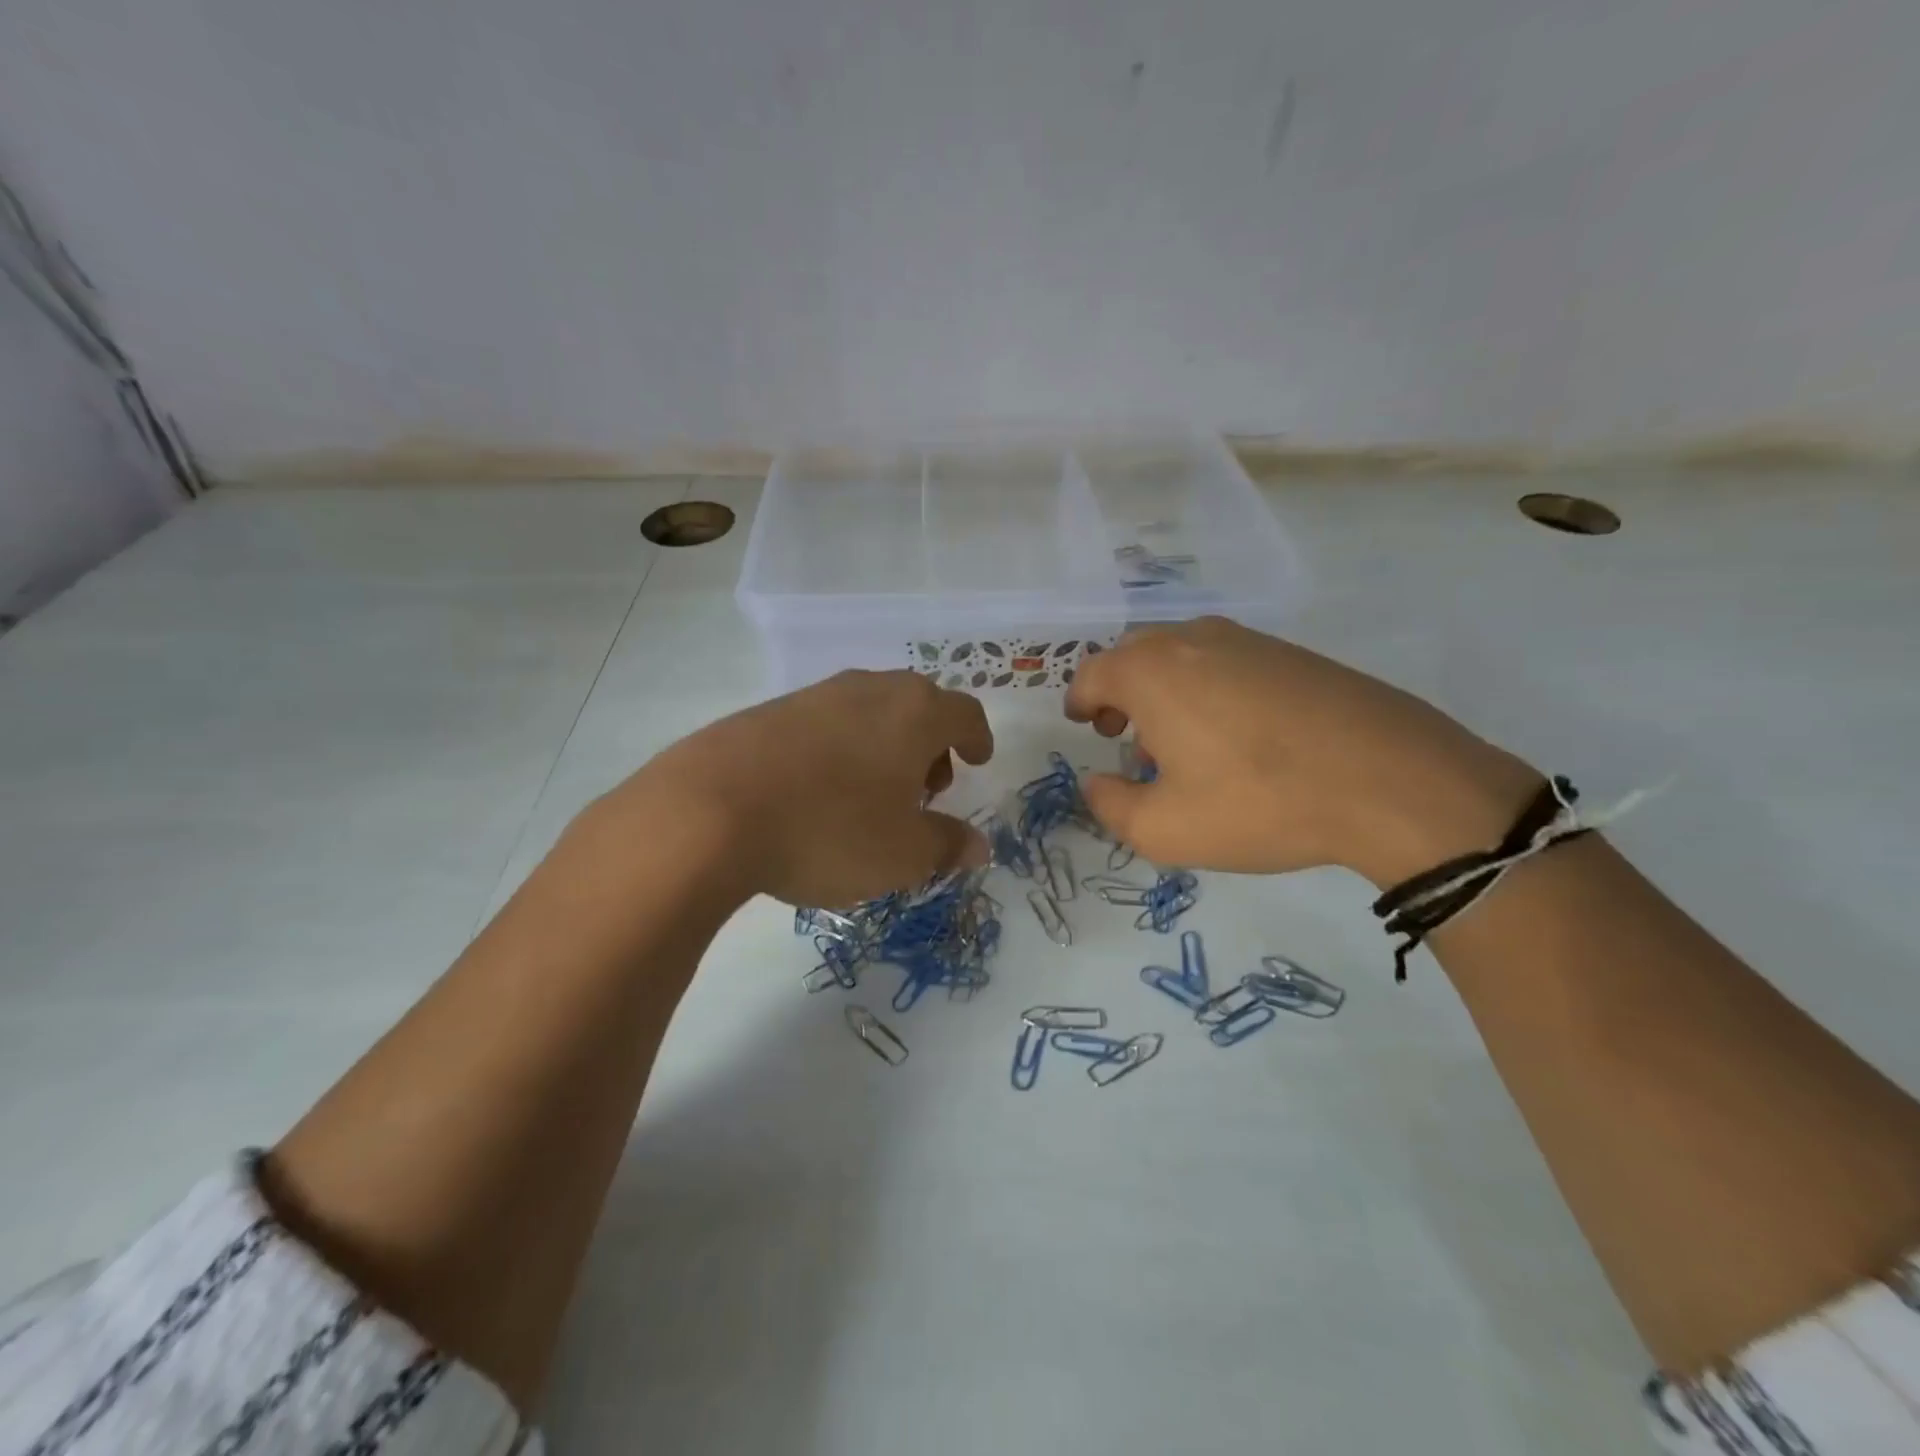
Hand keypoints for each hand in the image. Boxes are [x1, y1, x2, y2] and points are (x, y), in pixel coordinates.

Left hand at [608, 670, 993, 907]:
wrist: (709, 812)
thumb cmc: (830, 831)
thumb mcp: (903, 854)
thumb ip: (948, 845)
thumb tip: (979, 846)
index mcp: (915, 713)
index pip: (965, 713)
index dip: (977, 738)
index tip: (977, 761)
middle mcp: (870, 689)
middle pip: (918, 706)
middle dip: (930, 746)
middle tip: (925, 790)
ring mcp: (815, 695)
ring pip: (870, 712)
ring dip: (885, 747)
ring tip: (871, 796)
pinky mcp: (768, 710)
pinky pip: (825, 723)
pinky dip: (840, 749)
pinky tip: (818, 792)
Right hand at [1065, 617, 1538, 883]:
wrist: (1390, 779)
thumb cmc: (1258, 802)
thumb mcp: (1164, 829)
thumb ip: (1111, 806)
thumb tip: (1096, 783)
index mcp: (1150, 672)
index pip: (1092, 674)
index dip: (1080, 701)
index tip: (1085, 724)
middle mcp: (1192, 641)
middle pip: (1135, 657)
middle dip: (1120, 693)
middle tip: (1126, 735)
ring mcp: (1248, 641)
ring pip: (1183, 657)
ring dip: (1166, 692)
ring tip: (1182, 744)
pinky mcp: (1293, 654)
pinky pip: (1228, 664)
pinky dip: (1210, 690)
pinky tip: (1236, 736)